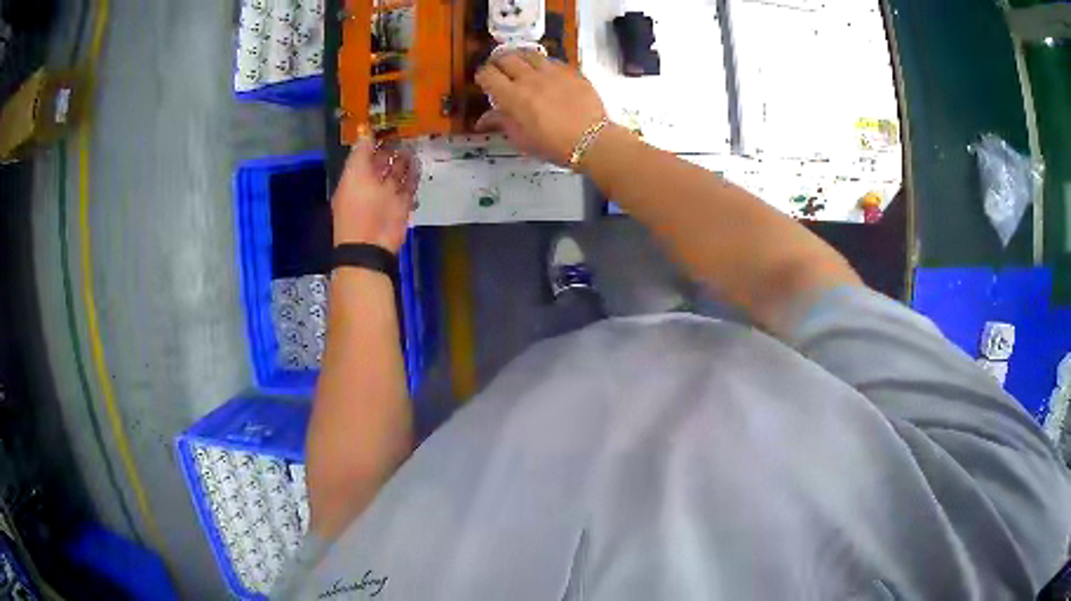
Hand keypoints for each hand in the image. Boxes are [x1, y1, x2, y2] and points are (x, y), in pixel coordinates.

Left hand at [332, 130, 418, 253]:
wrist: (371, 243)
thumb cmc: (358, 207)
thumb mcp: (354, 175)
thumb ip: (360, 153)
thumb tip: (365, 132)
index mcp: (355, 179)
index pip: (364, 156)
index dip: (373, 142)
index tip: (387, 128)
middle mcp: (370, 186)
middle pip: (382, 165)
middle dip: (392, 151)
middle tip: (405, 134)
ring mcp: (386, 197)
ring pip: (397, 175)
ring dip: (404, 162)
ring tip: (414, 147)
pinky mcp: (401, 206)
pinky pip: (409, 188)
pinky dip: (413, 177)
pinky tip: (418, 165)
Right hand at [475, 51, 607, 167]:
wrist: (591, 141)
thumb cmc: (553, 145)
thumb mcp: (521, 139)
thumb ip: (501, 123)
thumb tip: (483, 120)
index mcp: (513, 96)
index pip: (488, 75)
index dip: (482, 76)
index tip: (484, 81)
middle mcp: (530, 79)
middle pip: (506, 58)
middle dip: (498, 62)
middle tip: (498, 69)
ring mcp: (552, 72)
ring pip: (528, 54)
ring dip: (519, 57)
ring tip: (519, 63)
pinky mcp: (570, 72)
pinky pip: (551, 60)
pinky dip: (541, 63)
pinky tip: (544, 71)